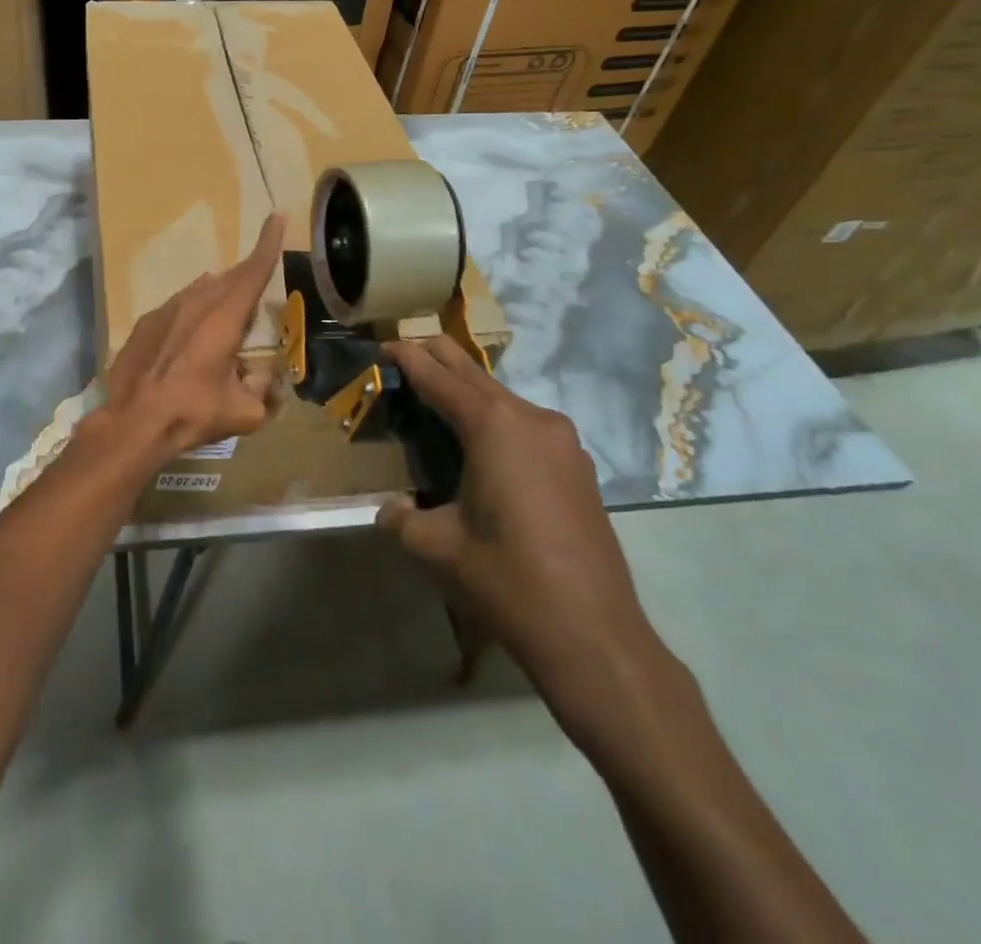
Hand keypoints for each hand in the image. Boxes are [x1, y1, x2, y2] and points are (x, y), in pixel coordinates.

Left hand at [92, 213, 285, 467]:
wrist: (132, 422)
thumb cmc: (192, 413)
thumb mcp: (243, 412)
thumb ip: (262, 391)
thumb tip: (265, 380)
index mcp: (224, 317)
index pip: (254, 271)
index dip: (269, 243)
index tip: (277, 215)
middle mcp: (196, 303)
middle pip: (229, 278)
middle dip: (247, 275)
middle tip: (260, 278)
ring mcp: (166, 310)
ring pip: (201, 290)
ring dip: (219, 294)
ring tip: (227, 312)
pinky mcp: (145, 323)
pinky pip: (177, 305)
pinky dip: (192, 311)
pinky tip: (190, 333)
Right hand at [376, 337, 658, 700]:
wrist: (595, 636)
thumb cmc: (506, 580)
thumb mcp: (436, 547)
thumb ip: (401, 519)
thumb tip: (389, 511)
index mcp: (494, 427)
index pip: (441, 379)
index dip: (410, 359)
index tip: (386, 344)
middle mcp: (532, 420)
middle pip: (476, 375)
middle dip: (440, 358)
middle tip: (408, 349)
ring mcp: (563, 442)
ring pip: (505, 399)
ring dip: (470, 391)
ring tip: (439, 396)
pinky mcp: (579, 467)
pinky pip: (528, 426)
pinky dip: (497, 419)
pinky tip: (484, 443)